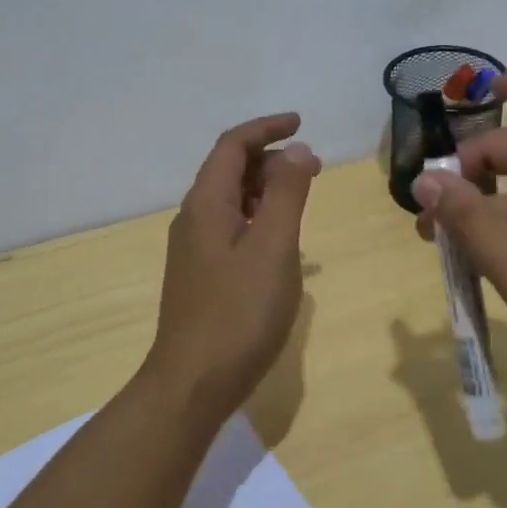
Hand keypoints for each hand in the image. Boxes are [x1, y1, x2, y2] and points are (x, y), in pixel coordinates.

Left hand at [145, 113, 320, 424]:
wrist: (193, 384)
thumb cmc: (238, 312)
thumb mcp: (273, 247)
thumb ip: (288, 194)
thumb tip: (297, 150)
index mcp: (206, 204)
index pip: (232, 146)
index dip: (266, 128)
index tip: (301, 124)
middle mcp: (194, 219)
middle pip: (230, 170)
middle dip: (271, 159)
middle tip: (313, 167)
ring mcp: (195, 250)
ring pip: (232, 201)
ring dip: (267, 189)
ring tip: (303, 197)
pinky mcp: (202, 276)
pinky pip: (233, 228)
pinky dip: (260, 219)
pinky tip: (283, 242)